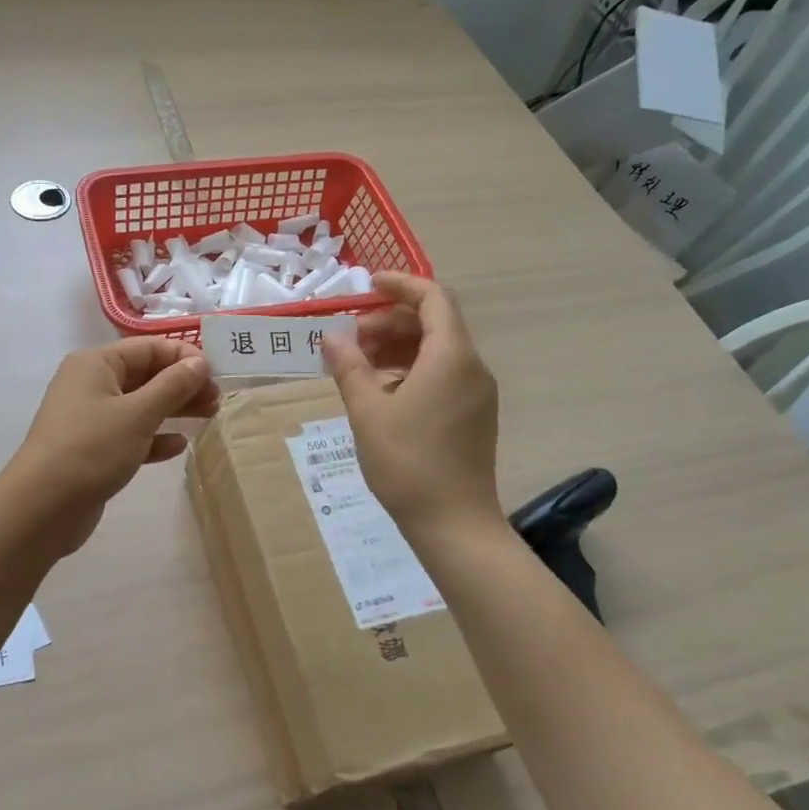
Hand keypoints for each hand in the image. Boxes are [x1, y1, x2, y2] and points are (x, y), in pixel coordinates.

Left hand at [3, 338, 218, 553]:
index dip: (184, 357)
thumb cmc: (91, 449)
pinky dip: (155, 437)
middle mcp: (91, 384)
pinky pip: (131, 434)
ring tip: (209, 417)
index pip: (149, 348)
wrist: (42, 508)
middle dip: (183, 384)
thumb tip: (199, 362)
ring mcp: (91, 418)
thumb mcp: (138, 414)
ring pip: (141, 405)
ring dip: (174, 409)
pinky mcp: (94, 449)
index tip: (217, 376)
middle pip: (146, 374)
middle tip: (217, 400)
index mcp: (96, 364)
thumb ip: (172, 386)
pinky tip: (178, 446)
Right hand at [320, 273, 501, 538]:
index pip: (433, 297)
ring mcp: (477, 394)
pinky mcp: (474, 416)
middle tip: (351, 339)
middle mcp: (472, 367)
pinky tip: (381, 392)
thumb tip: (331, 337)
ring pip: (437, 351)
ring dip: (398, 347)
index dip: (400, 285)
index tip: (366, 286)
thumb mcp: (368, 411)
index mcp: (451, 356)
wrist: (454, 525)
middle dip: (390, 321)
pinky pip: (443, 375)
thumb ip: (349, 367)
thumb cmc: (408, 463)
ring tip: (359, 366)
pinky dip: (411, 370)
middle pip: (434, 323)